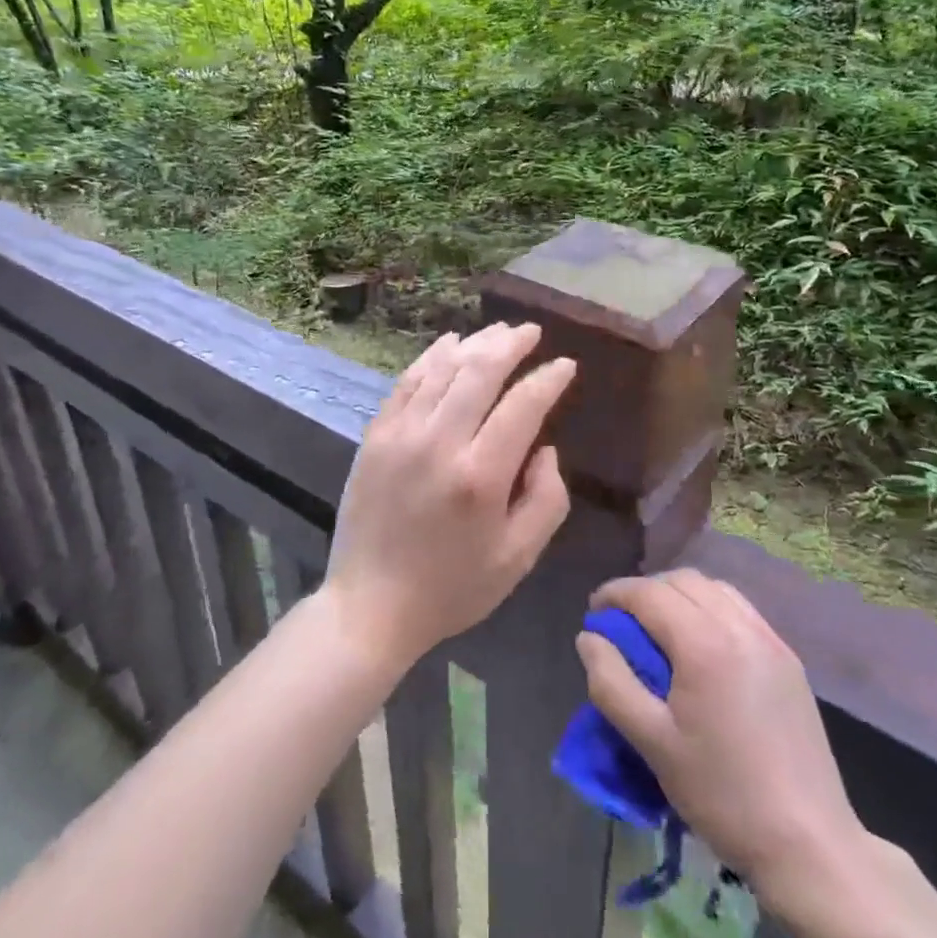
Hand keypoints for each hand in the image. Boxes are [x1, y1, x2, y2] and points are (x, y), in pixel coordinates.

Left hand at [324, 323, 576, 670]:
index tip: (566, 365)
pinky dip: (431, 357)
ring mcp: (401, 434)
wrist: (371, 606)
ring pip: (442, 368)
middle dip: (511, 344)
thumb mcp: (518, 558)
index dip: (548, 379)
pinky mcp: (375, 436)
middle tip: (531, 331)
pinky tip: (449, 344)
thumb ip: (546, 499)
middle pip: (480, 371)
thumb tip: (545, 448)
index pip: (523, 406)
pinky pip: (407, 382)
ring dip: (474, 344)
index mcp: (481, 476)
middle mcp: (440, 443)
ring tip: (498, 331)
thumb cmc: (453, 588)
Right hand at [577, 570, 864, 892]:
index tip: (594, 612)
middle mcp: (739, 627)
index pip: (648, 593)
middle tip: (622, 621)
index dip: (615, 594)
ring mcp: (770, 639)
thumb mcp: (653, 743)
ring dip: (678, 593)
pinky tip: (701, 641)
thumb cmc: (722, 793)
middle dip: (645, 590)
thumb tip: (588, 637)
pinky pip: (740, 608)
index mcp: (704, 644)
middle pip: (681, 580)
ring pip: (713, 588)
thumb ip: (612, 683)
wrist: (808, 843)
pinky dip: (710, 606)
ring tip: (659, 626)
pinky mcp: (788, 658)